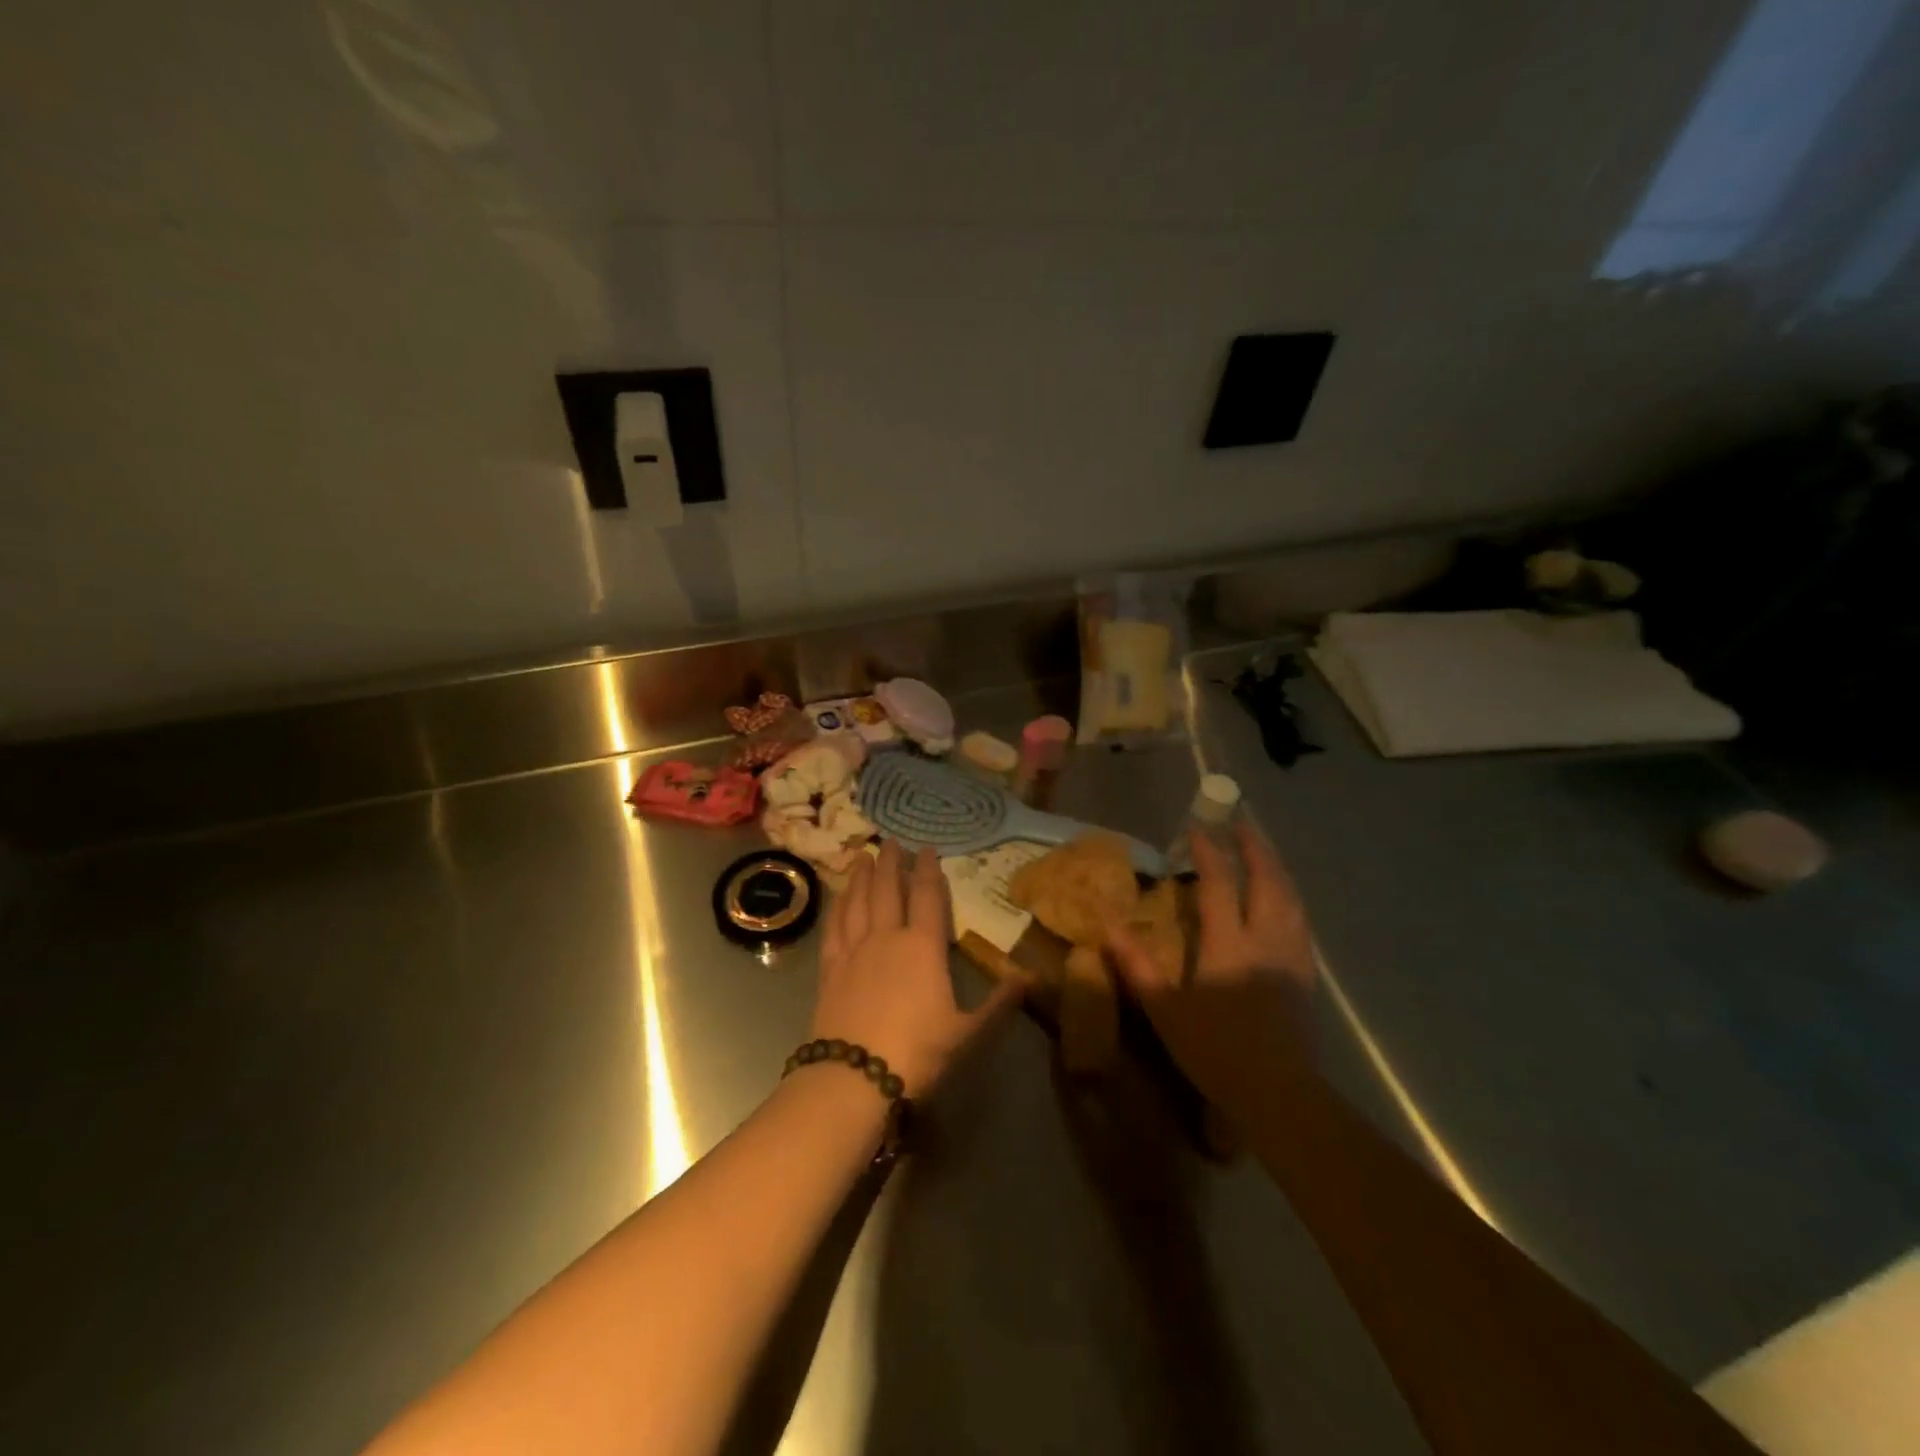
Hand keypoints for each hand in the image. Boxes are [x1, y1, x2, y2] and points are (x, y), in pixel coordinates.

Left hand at [813, 841, 1025, 1095]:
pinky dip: (838, 906)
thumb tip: (1033, 977)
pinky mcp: (830, 968)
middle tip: (891, 841)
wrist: (854, 1077)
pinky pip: (835, 927)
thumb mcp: (967, 1032)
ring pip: (858, 901)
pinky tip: (839, 897)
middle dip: (891, 863)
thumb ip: (999, 1002)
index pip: (927, 896)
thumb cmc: (917, 1052)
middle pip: (887, 889)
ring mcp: (854, 950)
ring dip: (862, 876)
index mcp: (923, 947)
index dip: (928, 870)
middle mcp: (887, 937)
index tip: (927, 848)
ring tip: (864, 856)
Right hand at [1106, 819, 1317, 1113]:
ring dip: (1276, 868)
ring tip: (1264, 852)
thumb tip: (1109, 926)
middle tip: (1242, 824)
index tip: (1198, 829)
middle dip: (1254, 847)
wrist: (1281, 1094)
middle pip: (1267, 880)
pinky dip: (1290, 897)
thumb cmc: (1217, 1051)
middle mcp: (1266, 939)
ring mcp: (1292, 956)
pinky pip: (1300, 920)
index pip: (1220, 884)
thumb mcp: (1165, 1010)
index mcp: (1229, 944)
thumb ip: (1137, 966)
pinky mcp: (1307, 975)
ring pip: (1290, 897)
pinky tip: (1285, 901)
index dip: (1209, 852)